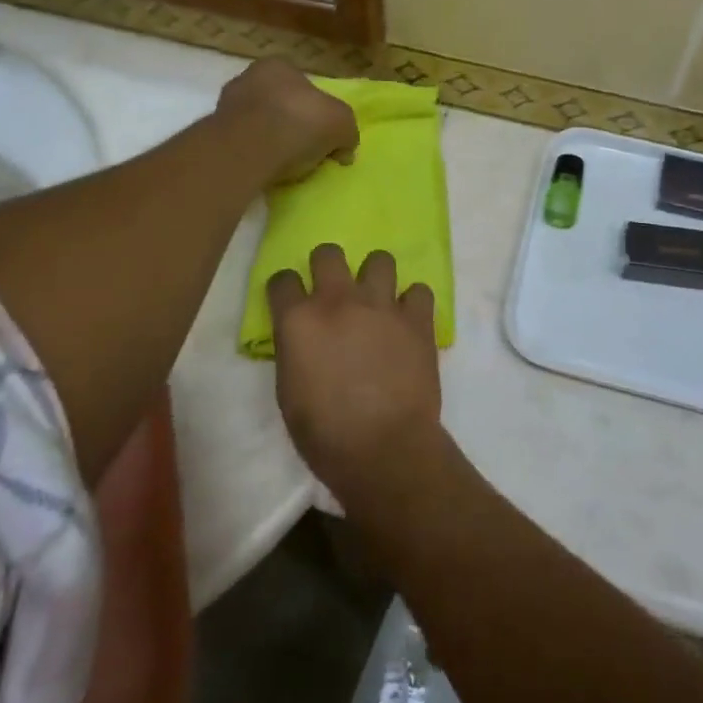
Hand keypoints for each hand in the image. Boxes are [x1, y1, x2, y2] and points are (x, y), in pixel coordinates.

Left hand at [216, 59, 357, 185]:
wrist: (248, 149)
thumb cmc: (299, 122)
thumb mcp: (341, 123)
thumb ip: (347, 132)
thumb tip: (344, 150)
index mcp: (278, 66)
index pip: (302, 84)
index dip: (316, 108)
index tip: (322, 133)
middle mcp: (248, 78)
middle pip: (278, 103)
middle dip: (290, 123)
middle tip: (305, 150)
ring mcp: (226, 106)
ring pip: (257, 123)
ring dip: (270, 140)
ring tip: (285, 164)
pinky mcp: (214, 135)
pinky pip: (243, 145)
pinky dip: (254, 155)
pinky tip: (265, 169)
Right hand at [268, 245, 443, 507]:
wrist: (384, 449)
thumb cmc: (324, 433)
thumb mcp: (289, 392)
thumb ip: (295, 351)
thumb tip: (305, 339)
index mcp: (299, 320)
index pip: (283, 280)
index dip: (286, 289)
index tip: (291, 300)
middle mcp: (338, 300)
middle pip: (328, 253)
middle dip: (328, 266)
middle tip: (335, 292)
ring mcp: (381, 305)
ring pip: (379, 259)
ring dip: (375, 277)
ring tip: (378, 301)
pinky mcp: (417, 318)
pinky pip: (419, 290)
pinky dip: (413, 303)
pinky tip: (409, 321)